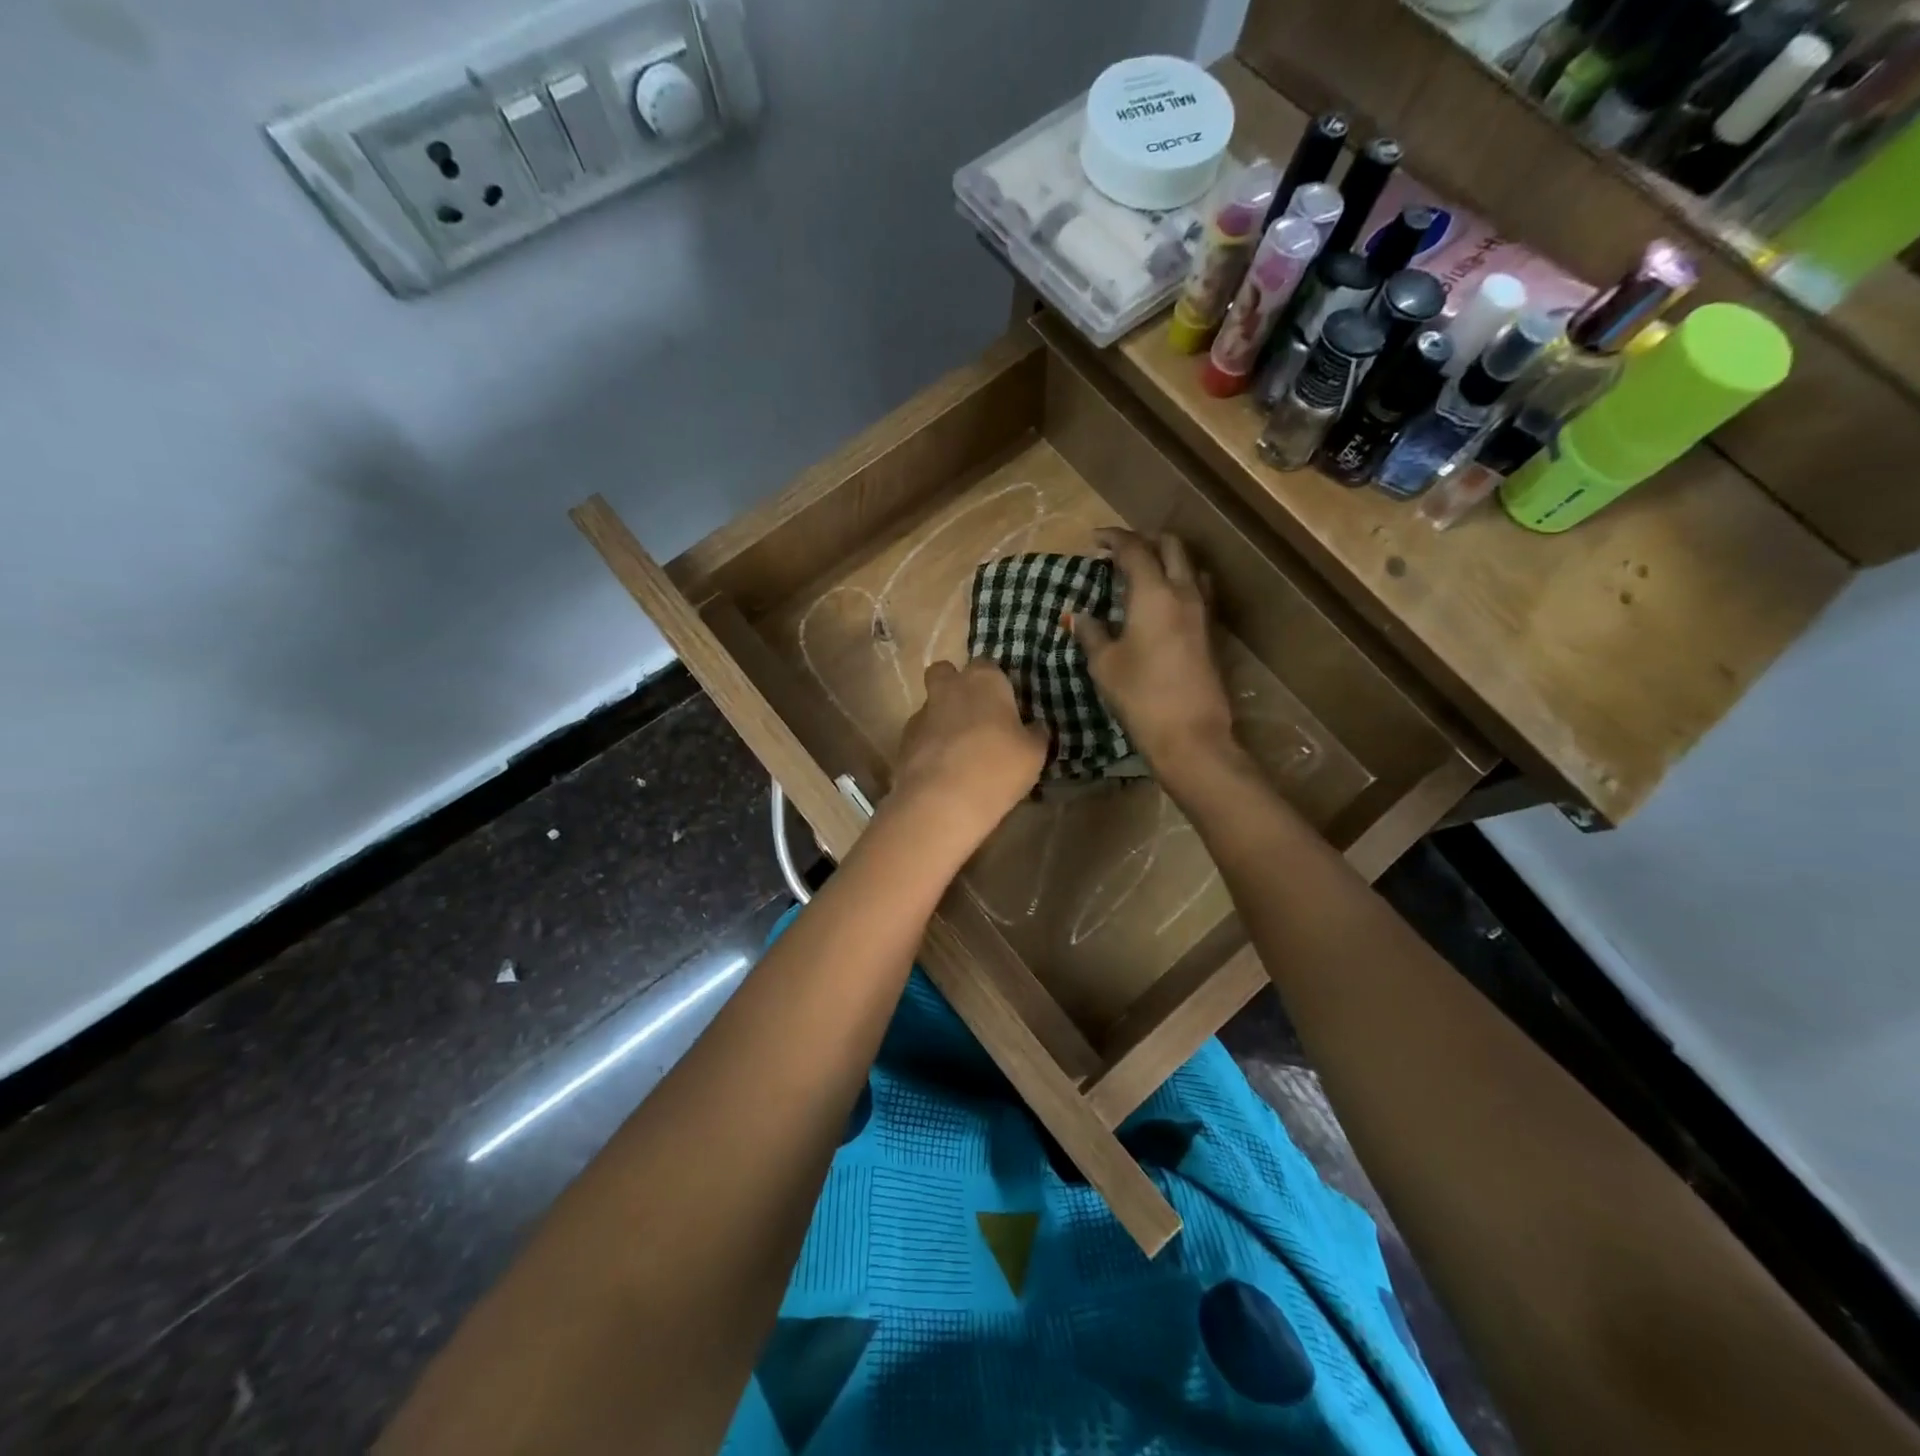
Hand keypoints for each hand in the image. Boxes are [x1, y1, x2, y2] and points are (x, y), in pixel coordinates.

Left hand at [889, 659, 1047, 858]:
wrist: (941, 802)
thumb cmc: (997, 768)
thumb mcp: (1034, 754)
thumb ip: (1035, 734)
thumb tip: (1035, 727)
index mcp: (984, 680)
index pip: (988, 666)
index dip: (995, 684)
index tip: (1005, 706)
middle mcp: (949, 688)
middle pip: (946, 673)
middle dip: (955, 686)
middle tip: (975, 716)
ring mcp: (921, 713)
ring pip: (931, 705)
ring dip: (942, 719)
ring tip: (959, 752)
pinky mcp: (903, 741)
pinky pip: (920, 735)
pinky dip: (929, 746)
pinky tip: (942, 771)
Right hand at [1071, 529, 1238, 790]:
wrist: (1191, 735)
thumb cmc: (1140, 696)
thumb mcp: (1105, 665)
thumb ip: (1091, 633)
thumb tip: (1078, 615)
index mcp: (1154, 593)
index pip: (1135, 550)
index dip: (1114, 539)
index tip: (1095, 540)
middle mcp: (1183, 592)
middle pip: (1171, 546)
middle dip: (1145, 540)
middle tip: (1120, 551)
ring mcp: (1202, 612)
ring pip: (1189, 565)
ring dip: (1167, 558)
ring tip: (1143, 572)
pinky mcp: (1210, 632)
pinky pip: (1196, 589)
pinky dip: (1177, 581)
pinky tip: (1161, 601)